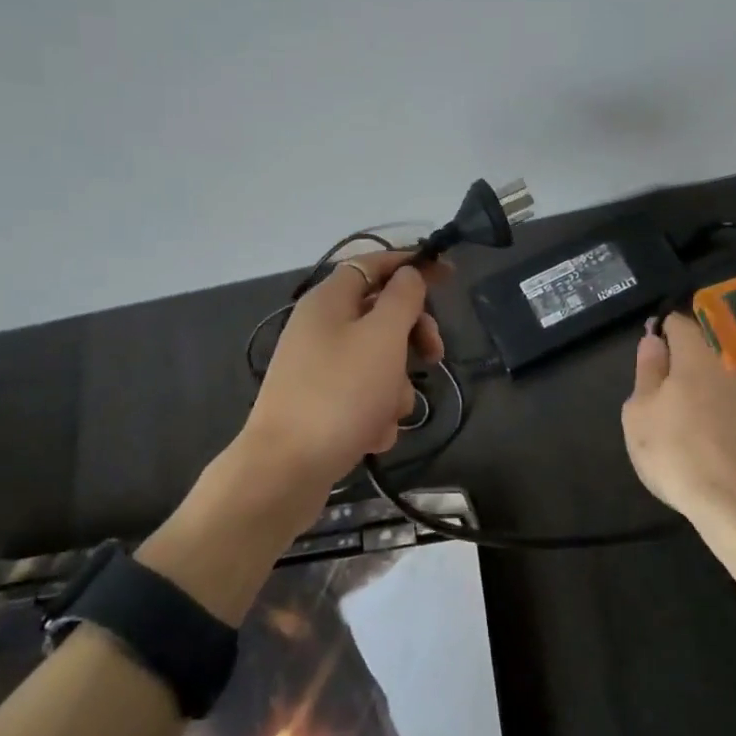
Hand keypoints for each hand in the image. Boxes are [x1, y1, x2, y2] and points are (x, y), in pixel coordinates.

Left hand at [241, 249, 443, 507]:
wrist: (285, 471)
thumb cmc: (340, 393)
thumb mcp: (382, 337)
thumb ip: (402, 299)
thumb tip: (408, 273)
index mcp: (329, 300)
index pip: (375, 264)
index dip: (412, 264)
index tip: (449, 274)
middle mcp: (320, 328)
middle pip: (380, 315)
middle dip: (412, 336)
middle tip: (435, 355)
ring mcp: (318, 369)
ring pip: (377, 362)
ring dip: (395, 387)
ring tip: (387, 412)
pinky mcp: (320, 405)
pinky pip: (362, 396)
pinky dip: (374, 412)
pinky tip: (371, 436)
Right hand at [621, 313, 735, 523]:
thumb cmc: (676, 452)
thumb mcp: (640, 411)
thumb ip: (647, 371)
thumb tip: (653, 340)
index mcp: (697, 358)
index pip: (679, 324)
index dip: (661, 331)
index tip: (647, 356)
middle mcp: (728, 369)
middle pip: (698, 355)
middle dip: (677, 369)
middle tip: (654, 402)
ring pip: (714, 383)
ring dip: (696, 395)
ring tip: (676, 429)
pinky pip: (728, 409)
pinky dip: (713, 417)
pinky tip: (701, 446)